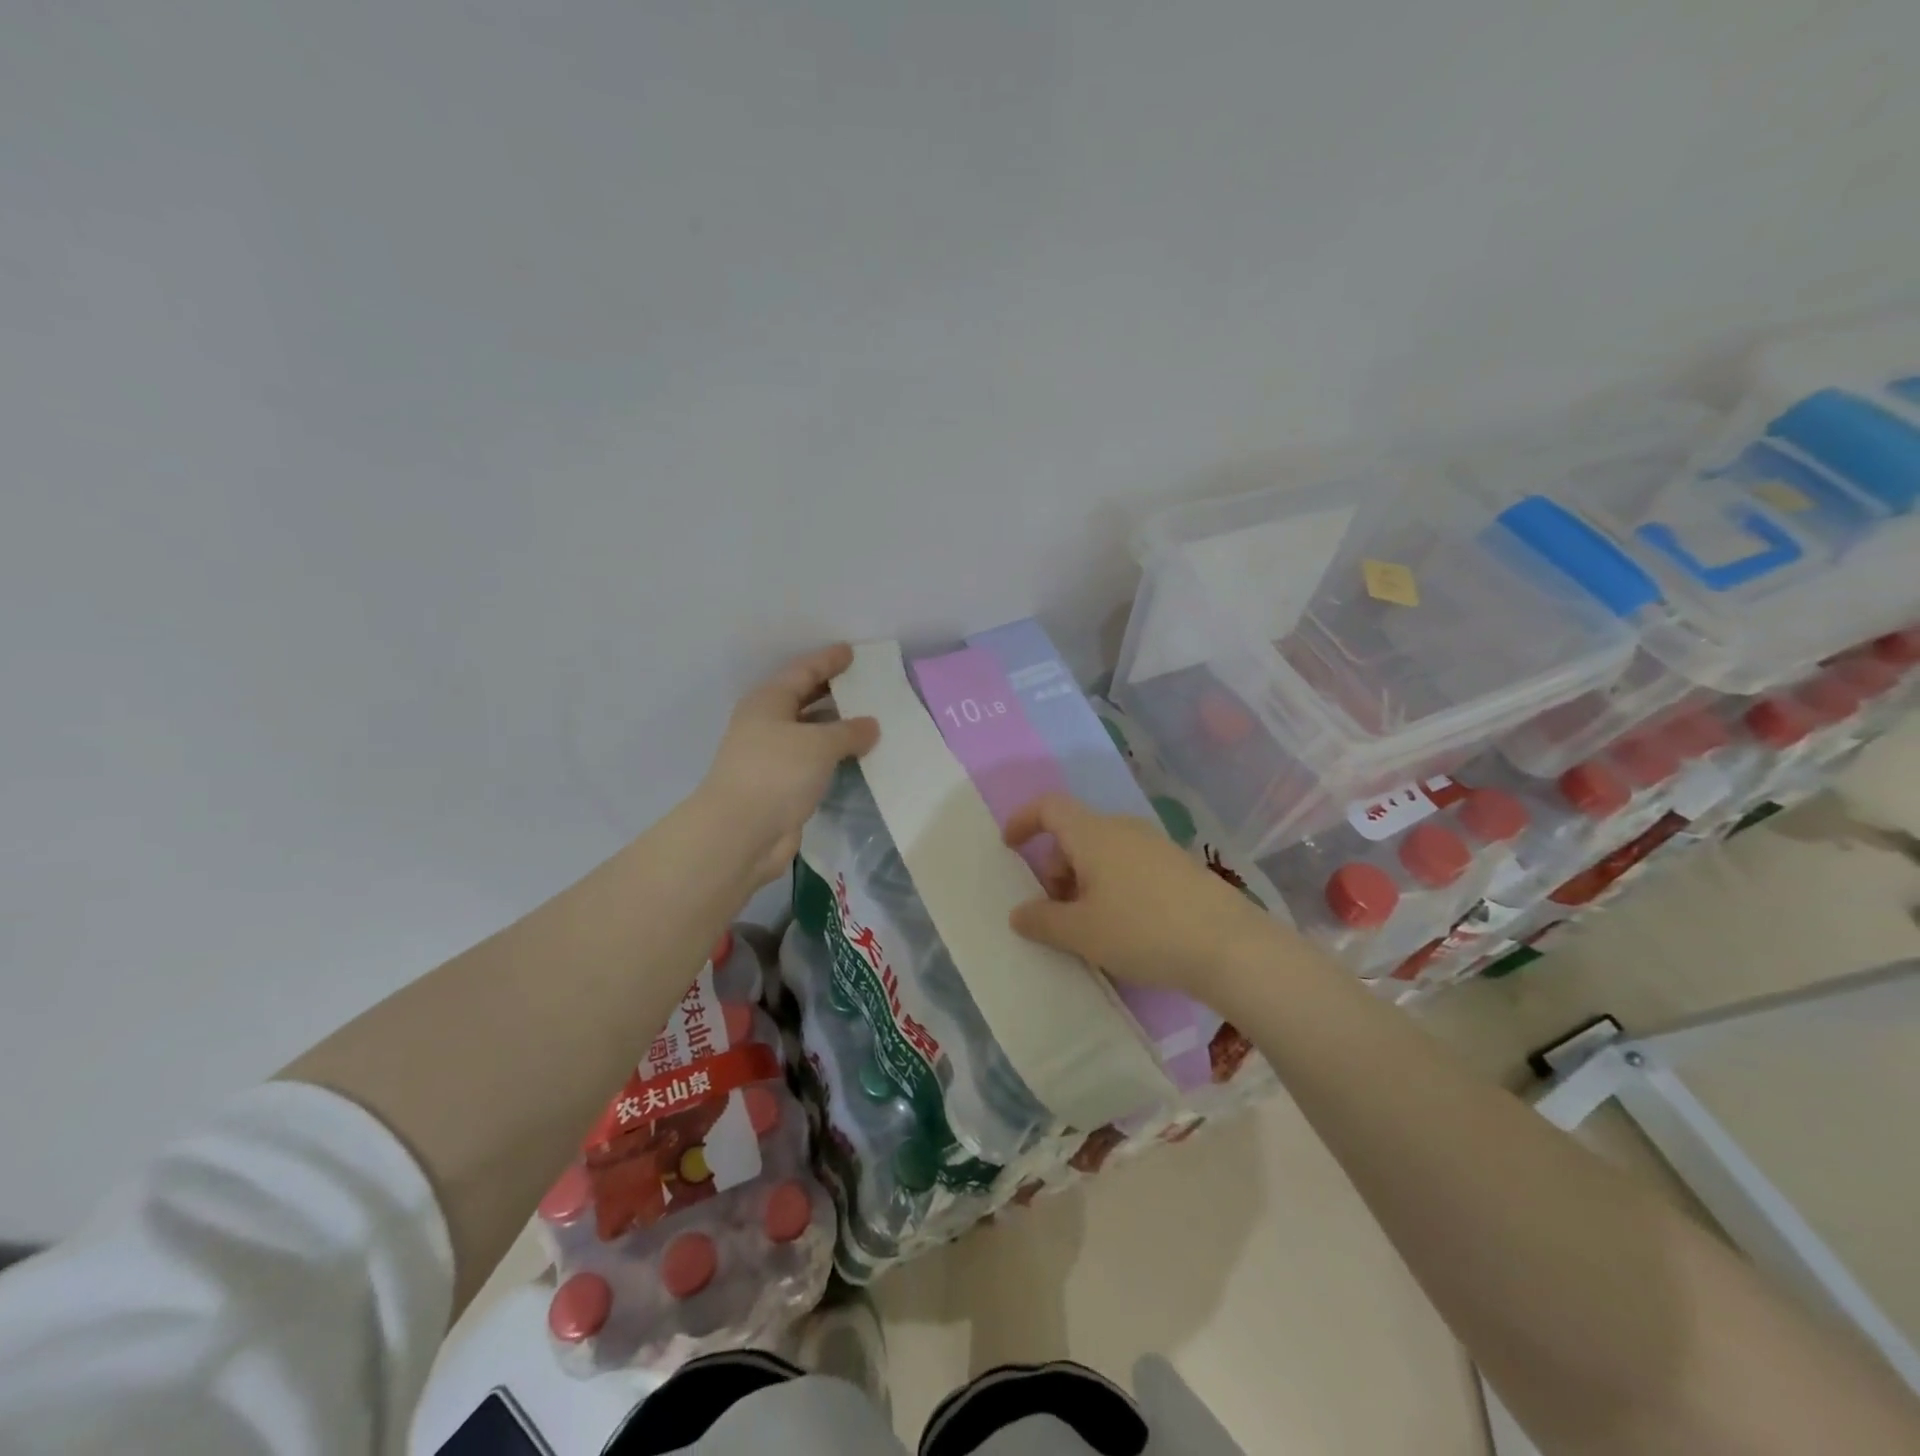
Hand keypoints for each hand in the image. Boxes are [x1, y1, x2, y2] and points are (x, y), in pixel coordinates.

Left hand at [696, 644, 879, 887]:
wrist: (740, 833)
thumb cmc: (776, 773)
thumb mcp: (818, 744)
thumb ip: (849, 731)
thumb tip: (871, 725)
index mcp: (768, 701)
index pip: (803, 671)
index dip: (828, 660)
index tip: (852, 652)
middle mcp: (767, 724)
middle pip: (804, 699)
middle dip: (834, 692)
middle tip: (866, 684)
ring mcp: (772, 757)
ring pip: (810, 733)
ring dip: (837, 728)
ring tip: (872, 721)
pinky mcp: (781, 786)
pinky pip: (814, 762)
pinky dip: (835, 757)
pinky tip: (858, 757)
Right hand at [1003, 792, 1285, 1005]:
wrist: (1230, 946)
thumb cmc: (1143, 931)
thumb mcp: (1081, 933)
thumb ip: (1042, 921)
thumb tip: (1018, 913)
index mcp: (1093, 834)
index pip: (1049, 806)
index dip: (1024, 820)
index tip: (1010, 847)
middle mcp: (1123, 829)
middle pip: (1075, 833)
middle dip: (1054, 866)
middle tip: (1055, 910)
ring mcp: (1155, 845)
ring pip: (1103, 851)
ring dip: (1083, 879)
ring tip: (1088, 925)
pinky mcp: (1179, 866)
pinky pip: (1129, 864)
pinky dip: (1112, 884)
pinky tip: (1124, 925)